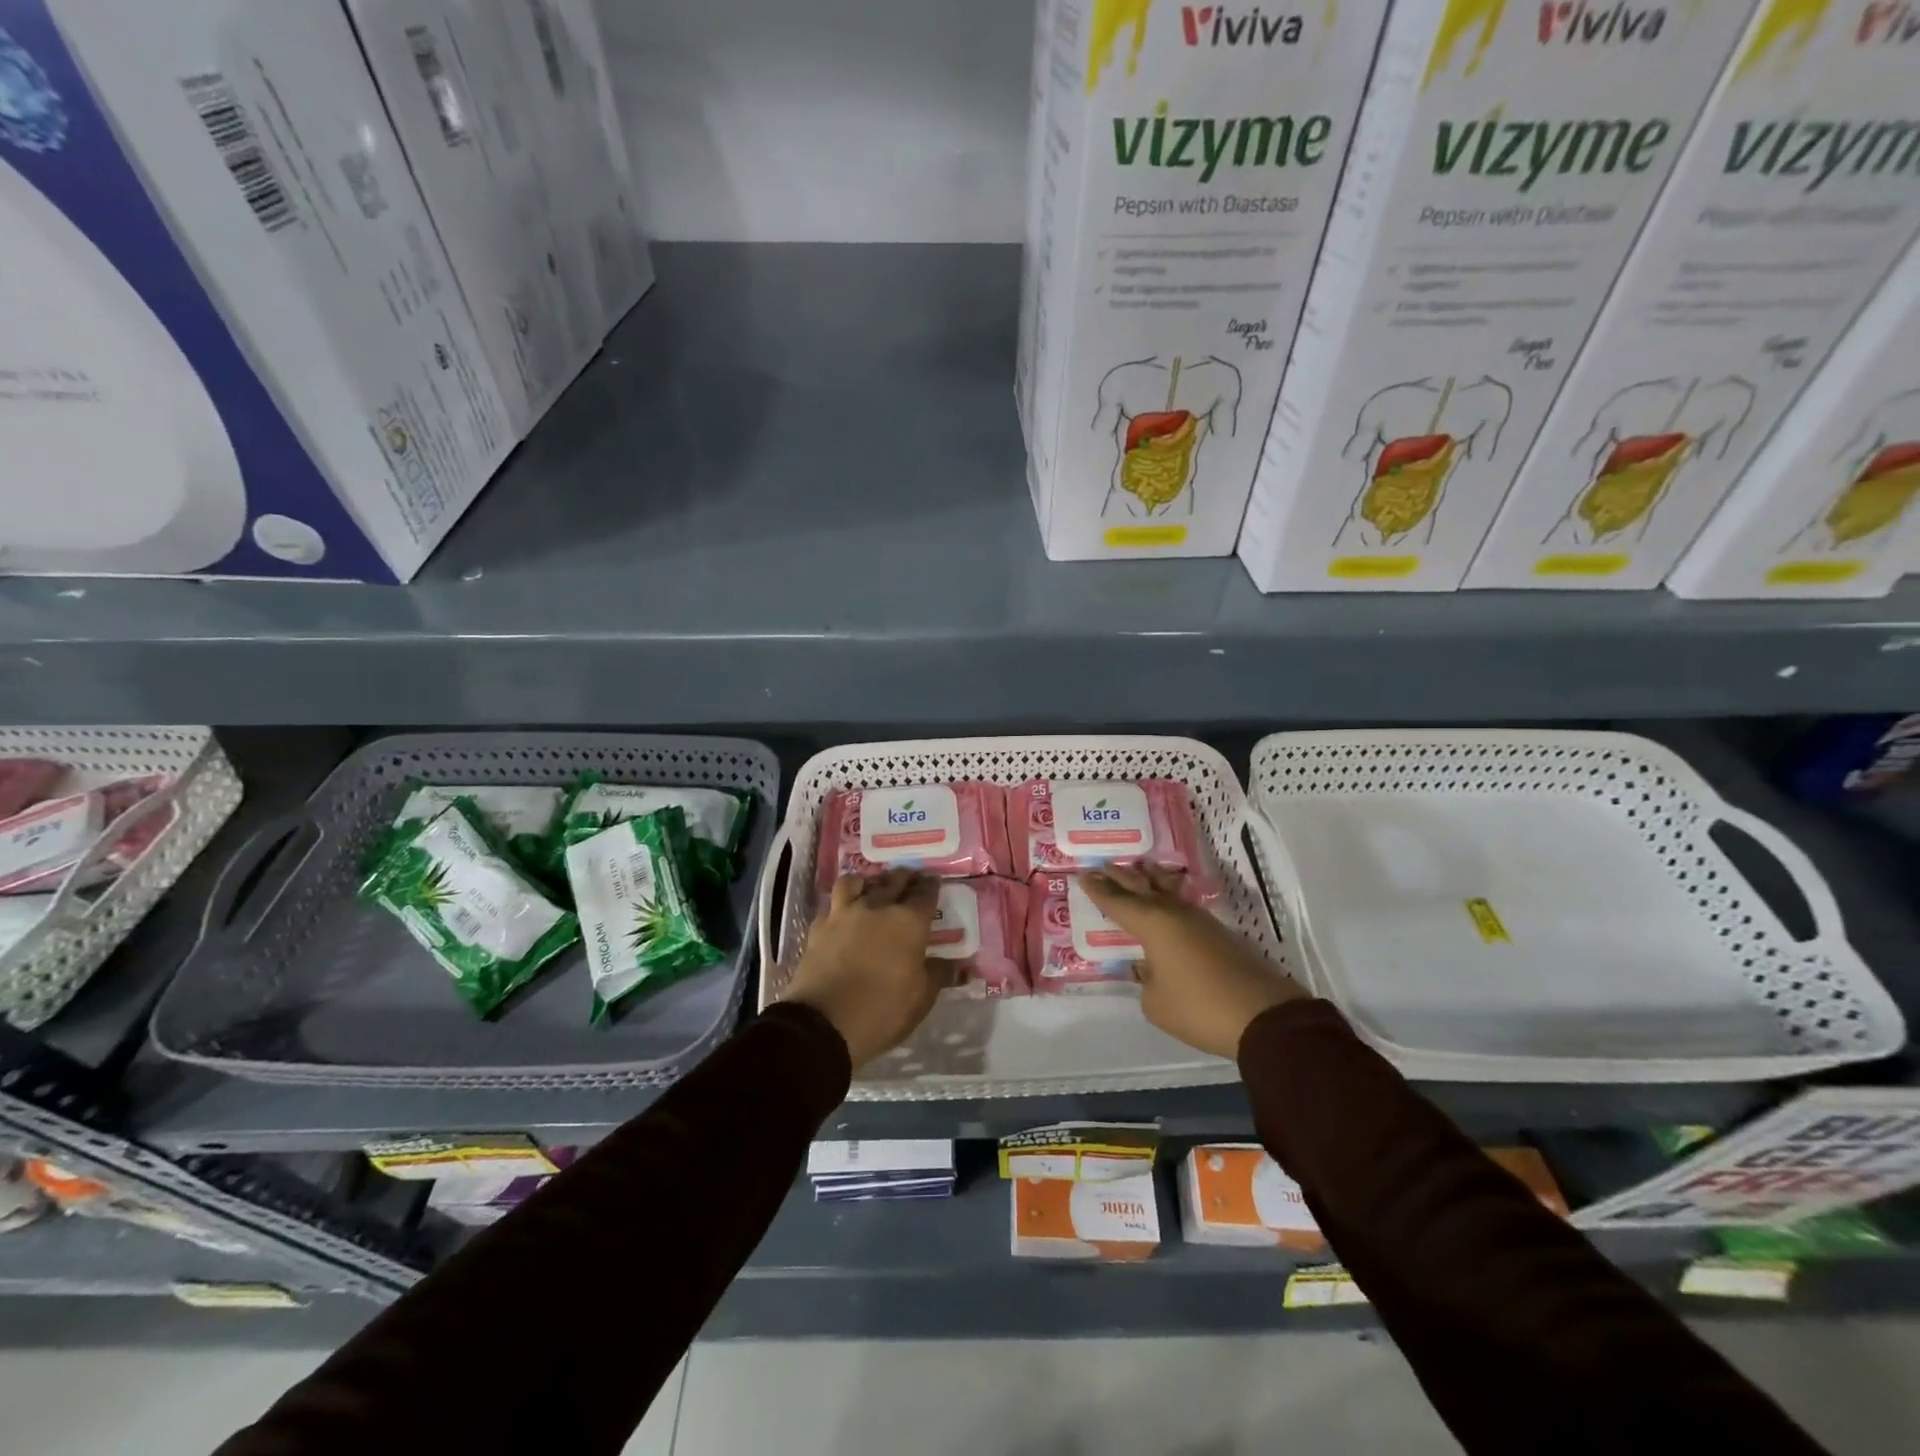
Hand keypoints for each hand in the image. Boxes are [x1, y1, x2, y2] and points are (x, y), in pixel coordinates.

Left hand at [782, 870, 944, 1067]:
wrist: (824, 1022)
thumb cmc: (883, 1010)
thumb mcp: (921, 998)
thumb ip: (939, 975)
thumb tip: (957, 966)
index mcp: (909, 921)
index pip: (925, 893)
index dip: (931, 886)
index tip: (934, 882)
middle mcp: (877, 907)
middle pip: (893, 880)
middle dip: (904, 878)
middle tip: (909, 880)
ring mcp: (844, 913)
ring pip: (856, 882)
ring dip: (867, 882)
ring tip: (871, 888)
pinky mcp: (819, 927)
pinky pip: (832, 904)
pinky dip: (840, 904)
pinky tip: (842, 913)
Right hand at [1080, 865, 1305, 1060]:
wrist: (1263, 1015)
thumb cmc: (1198, 1007)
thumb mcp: (1155, 1003)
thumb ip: (1145, 980)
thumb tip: (1150, 968)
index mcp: (1151, 924)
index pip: (1117, 902)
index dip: (1098, 889)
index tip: (1083, 874)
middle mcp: (1173, 913)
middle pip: (1141, 887)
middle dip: (1120, 877)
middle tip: (1102, 865)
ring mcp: (1200, 920)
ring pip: (1166, 891)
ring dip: (1149, 880)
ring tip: (1138, 869)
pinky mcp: (1219, 933)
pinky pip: (1183, 906)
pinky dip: (1168, 898)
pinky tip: (1167, 901)